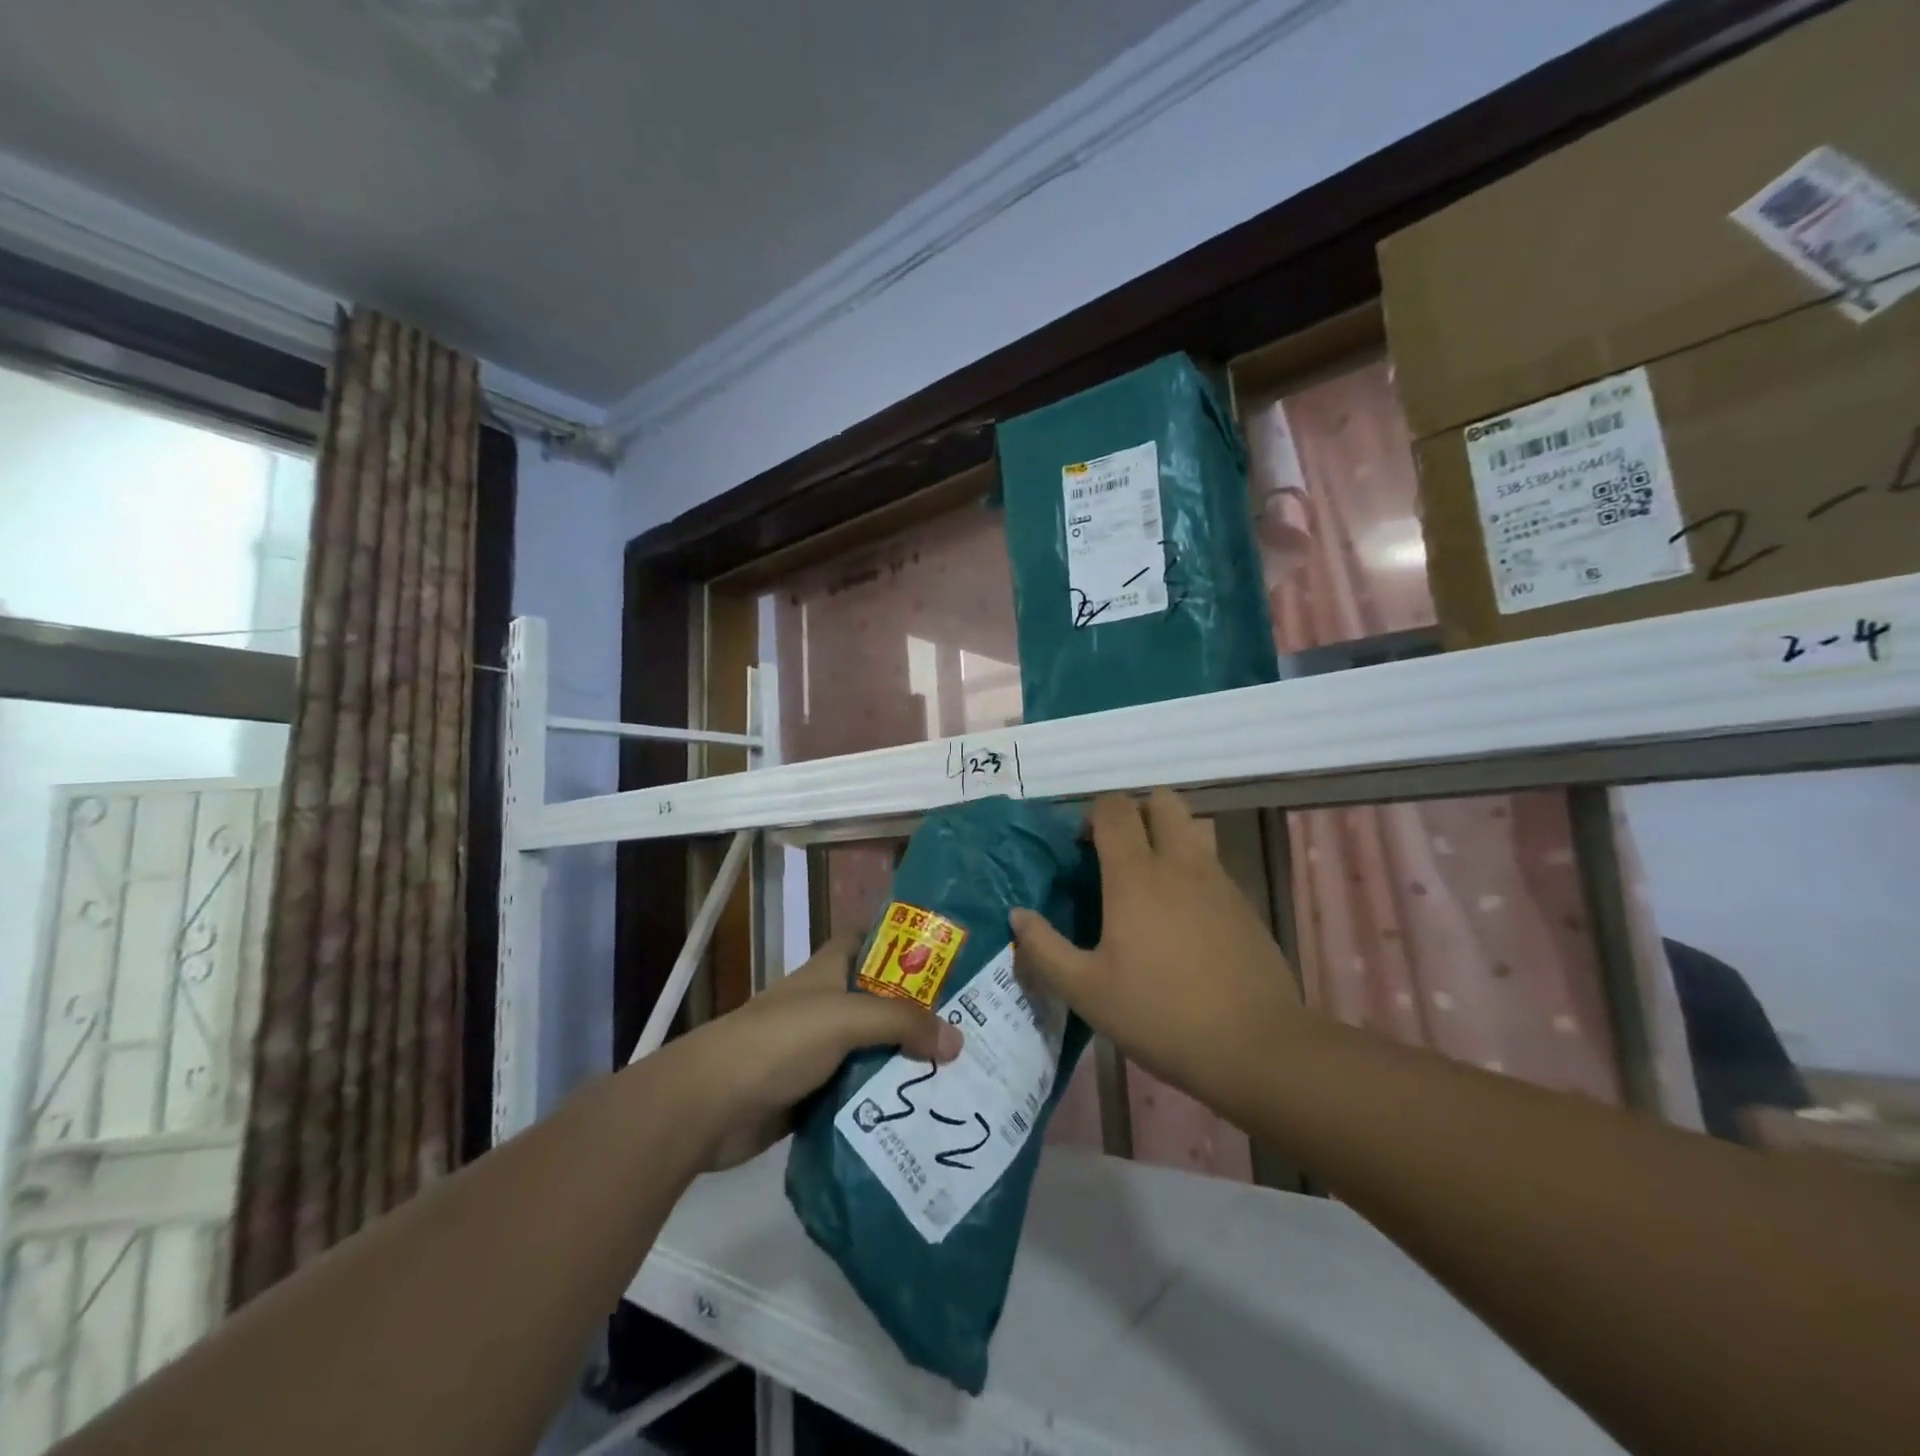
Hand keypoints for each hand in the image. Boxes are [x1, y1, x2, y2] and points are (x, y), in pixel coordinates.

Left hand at [679, 932, 962, 1169]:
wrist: (710, 1105)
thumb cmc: (779, 1041)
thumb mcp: (845, 1018)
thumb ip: (902, 1023)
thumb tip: (958, 1040)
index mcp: (829, 971)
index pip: (871, 941)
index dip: (905, 943)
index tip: (950, 957)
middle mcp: (826, 1005)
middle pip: (881, 1000)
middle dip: (920, 1011)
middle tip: (972, 1025)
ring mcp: (818, 1051)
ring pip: (873, 1049)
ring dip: (906, 1060)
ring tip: (961, 1071)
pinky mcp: (813, 1094)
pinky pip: (859, 1092)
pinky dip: (884, 1099)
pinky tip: (921, 1110)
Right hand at [1011, 789, 1300, 1106]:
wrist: (1256, 1047)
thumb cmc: (1160, 1015)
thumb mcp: (1086, 992)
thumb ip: (1044, 949)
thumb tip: (1018, 915)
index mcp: (1136, 875)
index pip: (1114, 809)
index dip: (1093, 815)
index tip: (1082, 849)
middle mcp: (1179, 863)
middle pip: (1162, 801)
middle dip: (1135, 813)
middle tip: (1116, 854)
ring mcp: (1218, 880)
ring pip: (1191, 827)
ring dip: (1167, 836)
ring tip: (1149, 882)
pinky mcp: (1243, 903)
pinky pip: (1211, 862)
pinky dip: (1190, 870)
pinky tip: (1181, 919)